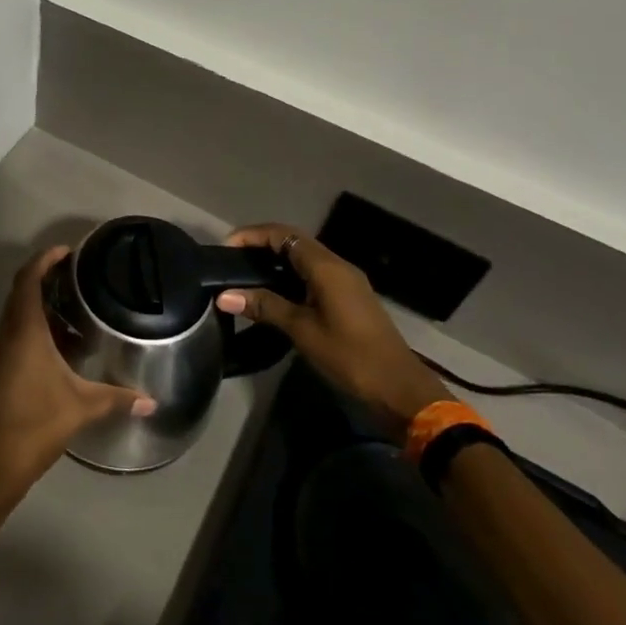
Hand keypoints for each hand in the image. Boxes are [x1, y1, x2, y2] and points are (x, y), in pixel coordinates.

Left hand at [0, 247, 152, 510]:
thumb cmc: (37, 423)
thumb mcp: (82, 406)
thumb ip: (118, 397)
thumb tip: (152, 401)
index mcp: (23, 329)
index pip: (28, 279)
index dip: (45, 259)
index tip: (67, 251)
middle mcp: (5, 332)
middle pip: (21, 291)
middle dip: (45, 278)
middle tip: (77, 276)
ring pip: (17, 314)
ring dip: (41, 305)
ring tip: (75, 309)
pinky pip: (14, 333)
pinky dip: (35, 327)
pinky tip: (60, 345)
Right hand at [217, 223, 451, 427]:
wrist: (401, 390)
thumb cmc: (350, 356)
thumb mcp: (302, 331)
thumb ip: (264, 307)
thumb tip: (224, 296)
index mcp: (326, 267)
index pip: (282, 234)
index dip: (252, 235)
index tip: (226, 248)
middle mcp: (337, 266)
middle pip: (293, 241)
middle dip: (260, 245)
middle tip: (232, 261)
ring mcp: (346, 282)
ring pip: (304, 258)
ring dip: (275, 260)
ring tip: (246, 276)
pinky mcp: (349, 298)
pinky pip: (313, 274)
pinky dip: (289, 276)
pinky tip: (273, 294)